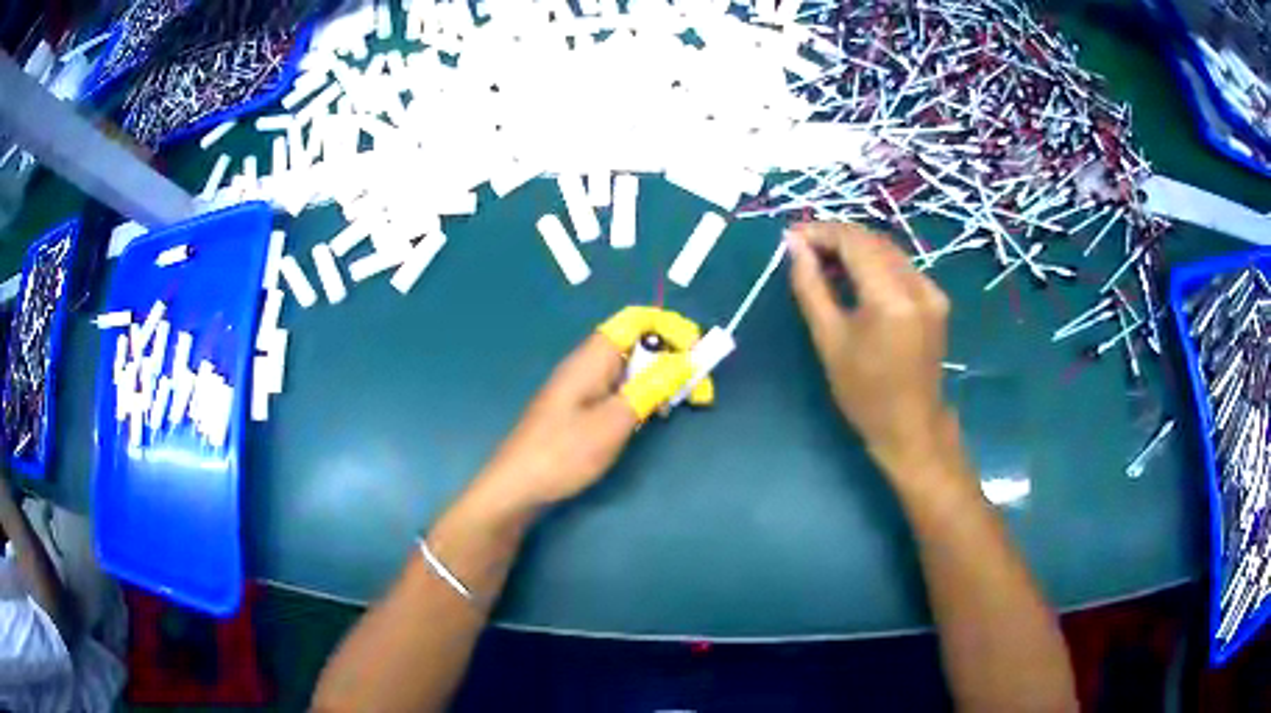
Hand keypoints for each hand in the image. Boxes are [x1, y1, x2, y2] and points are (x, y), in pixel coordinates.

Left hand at [476, 318, 693, 510]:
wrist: (517, 488)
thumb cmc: (564, 453)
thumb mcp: (615, 420)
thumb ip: (652, 387)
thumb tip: (687, 358)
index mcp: (592, 357)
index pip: (635, 319)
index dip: (670, 326)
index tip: (698, 351)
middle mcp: (587, 364)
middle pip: (636, 342)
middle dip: (672, 356)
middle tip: (699, 388)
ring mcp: (582, 387)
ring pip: (630, 369)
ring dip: (659, 379)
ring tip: (682, 403)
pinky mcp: (580, 409)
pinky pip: (618, 389)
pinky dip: (642, 395)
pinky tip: (651, 417)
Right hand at [787, 222, 955, 478]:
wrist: (911, 426)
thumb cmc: (864, 392)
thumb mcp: (829, 339)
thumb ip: (811, 286)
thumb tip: (794, 246)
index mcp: (891, 299)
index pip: (854, 242)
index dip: (821, 232)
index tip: (791, 236)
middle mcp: (918, 285)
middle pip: (873, 240)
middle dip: (836, 236)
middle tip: (803, 246)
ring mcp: (932, 291)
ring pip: (888, 249)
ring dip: (855, 247)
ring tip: (823, 259)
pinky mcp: (936, 298)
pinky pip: (901, 265)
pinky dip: (874, 262)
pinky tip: (854, 275)